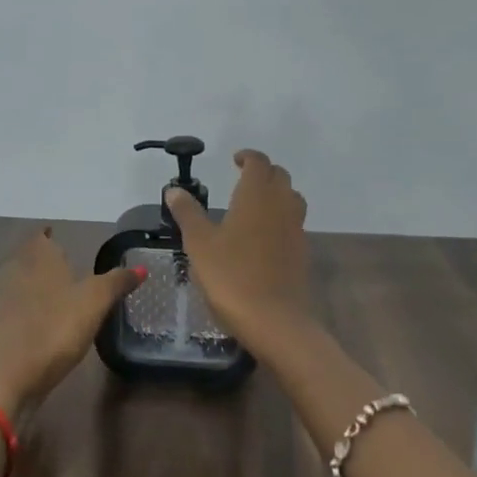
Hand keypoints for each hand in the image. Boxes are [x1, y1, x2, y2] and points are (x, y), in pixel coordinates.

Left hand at [0, 228, 143, 413]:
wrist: (11, 379)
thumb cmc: (55, 330)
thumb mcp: (94, 302)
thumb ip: (117, 282)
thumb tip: (142, 267)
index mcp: (41, 264)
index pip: (40, 239)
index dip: (46, 235)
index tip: (54, 233)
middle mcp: (21, 279)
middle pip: (30, 261)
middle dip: (44, 259)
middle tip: (63, 260)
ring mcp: (9, 307)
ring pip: (25, 286)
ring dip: (39, 285)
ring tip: (60, 290)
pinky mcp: (6, 334)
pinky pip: (21, 312)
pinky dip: (34, 311)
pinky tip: (48, 322)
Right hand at [162, 150, 312, 349]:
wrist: (274, 320)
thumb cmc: (231, 276)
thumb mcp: (199, 243)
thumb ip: (188, 213)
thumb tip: (174, 190)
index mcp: (256, 195)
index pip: (259, 163)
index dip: (248, 157)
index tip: (235, 160)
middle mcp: (281, 205)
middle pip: (279, 176)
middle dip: (263, 172)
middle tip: (242, 179)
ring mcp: (296, 228)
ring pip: (291, 198)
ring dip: (276, 193)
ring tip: (255, 205)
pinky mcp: (301, 252)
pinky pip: (294, 223)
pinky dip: (281, 218)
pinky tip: (264, 236)